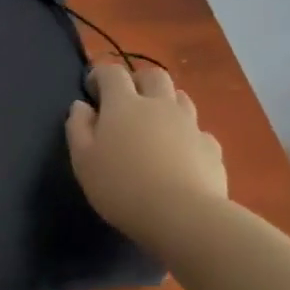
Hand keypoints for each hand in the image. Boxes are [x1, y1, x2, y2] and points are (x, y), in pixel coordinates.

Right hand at [65, 61, 227, 242]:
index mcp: (124, 104)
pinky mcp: (212, 149)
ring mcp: (190, 125)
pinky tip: (180, 156)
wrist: (183, 216)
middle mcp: (159, 105)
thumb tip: (81, 106)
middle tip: (126, 102)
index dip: (100, 75)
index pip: (112, 73)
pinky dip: (187, 135)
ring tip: (154, 126)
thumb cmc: (121, 186)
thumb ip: (78, 127)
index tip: (92, 91)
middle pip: (153, 75)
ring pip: (181, 98)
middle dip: (138, 81)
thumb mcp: (83, 159)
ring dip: (165, 104)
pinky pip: (199, 131)